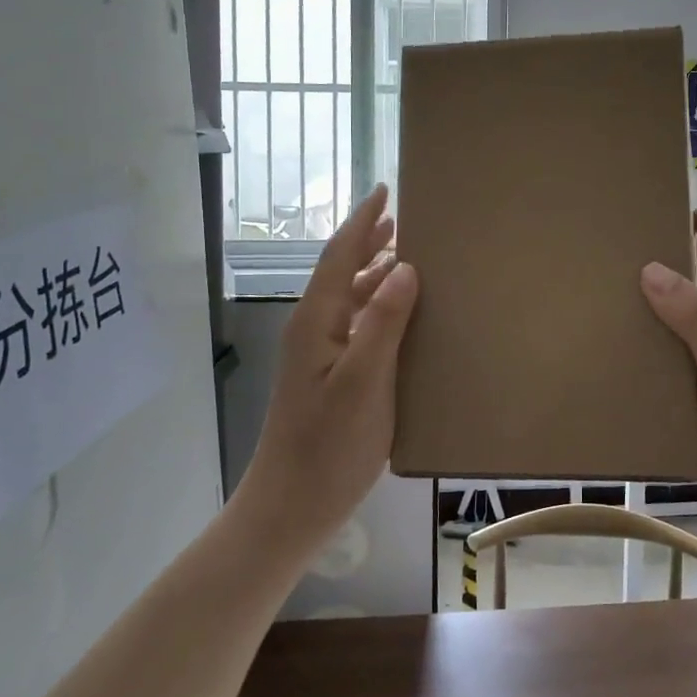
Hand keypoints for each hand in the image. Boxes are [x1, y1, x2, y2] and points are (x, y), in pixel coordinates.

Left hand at [236, 185, 419, 552]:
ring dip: (374, 271)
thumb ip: (383, 322)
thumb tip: (405, 267)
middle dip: (367, 239)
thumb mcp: (364, 382)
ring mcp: (319, 354)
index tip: (386, 190)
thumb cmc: (329, 446)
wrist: (290, 506)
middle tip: (402, 216)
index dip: (363, 221)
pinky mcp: (329, 376)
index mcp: (317, 322)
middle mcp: (314, 329)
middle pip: (341, 270)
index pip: (340, 255)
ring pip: (348, 297)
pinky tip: (400, 313)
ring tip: (406, 254)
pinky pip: (356, 323)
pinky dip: (377, 305)